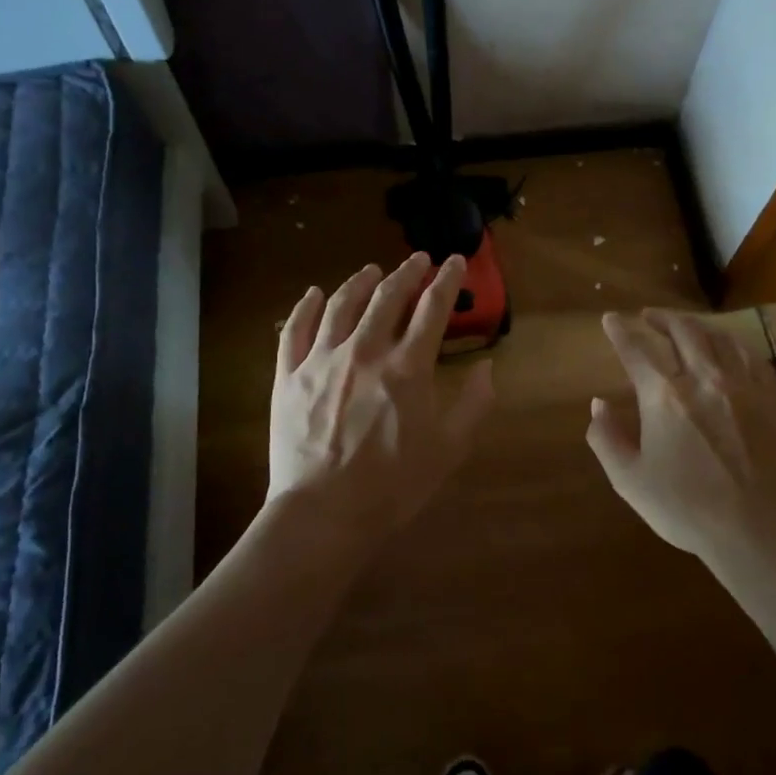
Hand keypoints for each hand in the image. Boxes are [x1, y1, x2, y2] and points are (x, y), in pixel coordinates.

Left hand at [266, 253, 494, 542]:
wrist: (324, 513)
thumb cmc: (393, 486)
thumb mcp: (449, 449)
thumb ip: (473, 404)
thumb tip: (486, 366)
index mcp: (407, 367)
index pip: (432, 309)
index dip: (446, 281)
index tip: (454, 262)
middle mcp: (365, 351)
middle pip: (387, 297)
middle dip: (406, 273)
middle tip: (418, 261)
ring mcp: (321, 360)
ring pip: (341, 305)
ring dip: (359, 282)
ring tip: (371, 271)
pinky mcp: (289, 376)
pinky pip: (294, 330)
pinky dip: (304, 307)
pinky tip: (313, 294)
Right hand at [587, 309, 775, 563]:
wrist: (756, 531)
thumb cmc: (685, 508)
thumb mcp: (629, 480)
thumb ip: (606, 438)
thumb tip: (598, 404)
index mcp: (664, 396)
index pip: (636, 349)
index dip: (620, 331)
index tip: (610, 319)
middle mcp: (703, 379)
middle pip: (682, 331)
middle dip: (660, 318)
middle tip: (647, 316)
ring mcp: (742, 387)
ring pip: (719, 337)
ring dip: (696, 325)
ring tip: (685, 325)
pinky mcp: (770, 401)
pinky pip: (752, 358)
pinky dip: (734, 344)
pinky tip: (728, 347)